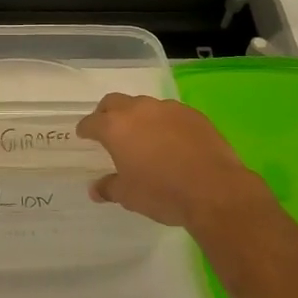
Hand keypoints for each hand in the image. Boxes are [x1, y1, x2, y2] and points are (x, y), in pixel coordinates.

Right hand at [76, 93, 274, 236]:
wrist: (214, 189)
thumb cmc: (162, 193)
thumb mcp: (129, 195)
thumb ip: (109, 187)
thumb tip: (95, 189)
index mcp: (116, 127)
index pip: (92, 122)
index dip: (86, 128)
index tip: (84, 134)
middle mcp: (139, 110)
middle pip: (115, 102)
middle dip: (107, 113)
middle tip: (108, 128)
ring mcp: (168, 109)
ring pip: (145, 105)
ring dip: (138, 116)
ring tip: (143, 136)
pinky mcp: (193, 114)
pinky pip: (170, 113)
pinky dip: (164, 123)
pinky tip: (172, 140)